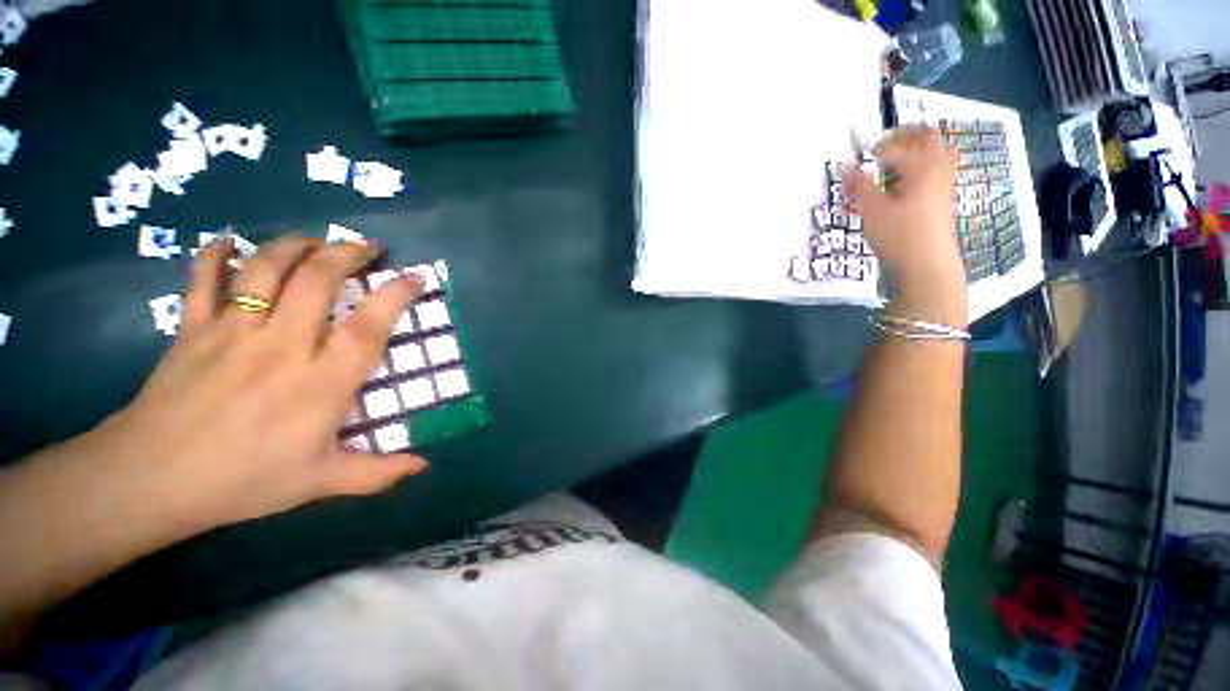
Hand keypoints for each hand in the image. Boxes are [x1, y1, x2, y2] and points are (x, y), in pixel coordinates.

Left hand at [95, 233, 428, 531]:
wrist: (149, 481)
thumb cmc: (242, 481)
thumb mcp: (318, 482)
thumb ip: (375, 473)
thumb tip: (423, 467)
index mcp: (320, 383)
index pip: (368, 327)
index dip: (395, 295)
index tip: (414, 275)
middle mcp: (282, 347)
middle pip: (316, 281)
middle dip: (346, 254)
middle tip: (366, 246)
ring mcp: (232, 332)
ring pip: (264, 269)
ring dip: (294, 246)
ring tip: (314, 240)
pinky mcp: (192, 330)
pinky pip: (203, 279)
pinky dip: (214, 254)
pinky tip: (229, 241)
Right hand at [845, 125, 966, 325]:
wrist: (927, 264)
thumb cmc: (898, 234)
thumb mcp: (872, 209)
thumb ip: (859, 184)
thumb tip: (846, 164)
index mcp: (921, 165)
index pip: (895, 147)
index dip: (874, 150)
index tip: (858, 159)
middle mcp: (937, 167)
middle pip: (926, 137)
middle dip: (903, 136)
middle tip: (881, 145)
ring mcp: (944, 182)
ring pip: (933, 152)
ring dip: (912, 151)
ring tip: (890, 162)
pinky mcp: (942, 198)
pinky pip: (934, 170)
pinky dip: (917, 168)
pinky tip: (900, 184)